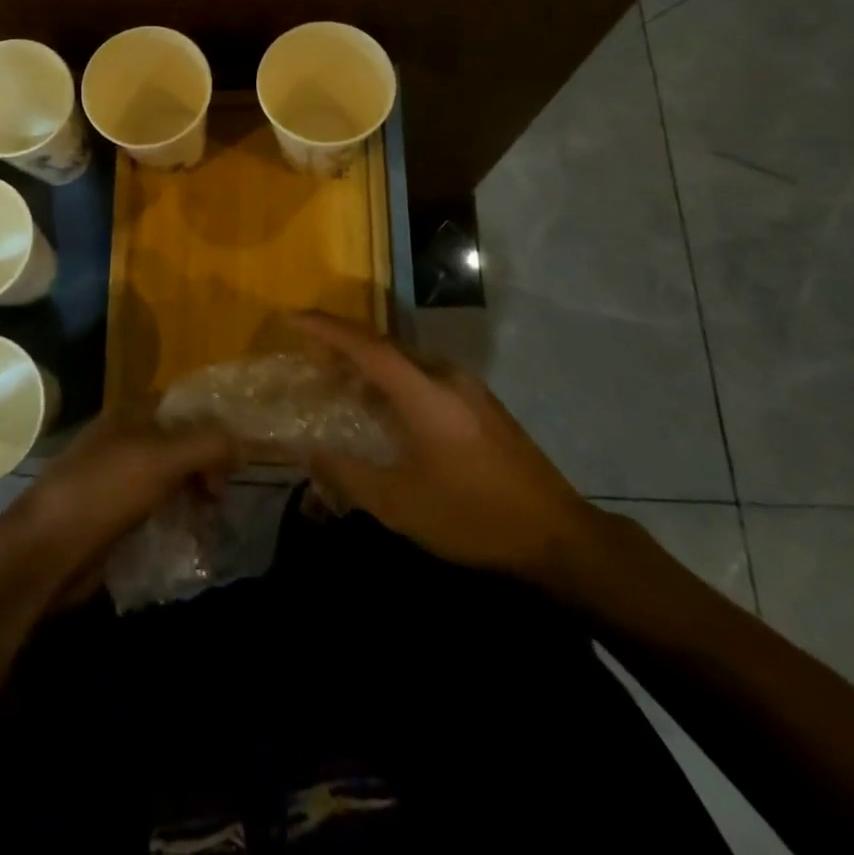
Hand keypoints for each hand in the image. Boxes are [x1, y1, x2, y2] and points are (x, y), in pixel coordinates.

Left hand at [0, 414, 235, 603]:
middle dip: (206, 466)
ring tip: (208, 520)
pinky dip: (175, 518)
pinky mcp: (112, 513)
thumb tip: (243, 446)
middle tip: (221, 498)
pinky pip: (155, 508)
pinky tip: (188, 537)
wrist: (45, 550)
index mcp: (131, 413)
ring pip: (170, 478)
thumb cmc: (104, 490)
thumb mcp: (162, 459)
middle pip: (180, 443)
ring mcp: (116, 477)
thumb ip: (208, 445)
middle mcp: (124, 438)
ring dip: (193, 495)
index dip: (214, 427)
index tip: (238, 458)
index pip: (185, 407)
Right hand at [294, 312, 605, 581]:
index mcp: (424, 393)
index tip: (294, 317)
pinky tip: (387, 412)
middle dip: (345, 346)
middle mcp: (446, 378)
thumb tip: (312, 453)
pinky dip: (396, 383)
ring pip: (407, 362)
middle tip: (311, 357)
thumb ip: (350, 475)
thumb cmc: (474, 517)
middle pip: (386, 347)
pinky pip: (426, 378)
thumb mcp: (402, 506)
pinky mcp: (483, 406)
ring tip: (343, 385)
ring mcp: (470, 390)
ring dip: (372, 367)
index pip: (367, 346)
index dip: (327, 329)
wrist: (560, 537)